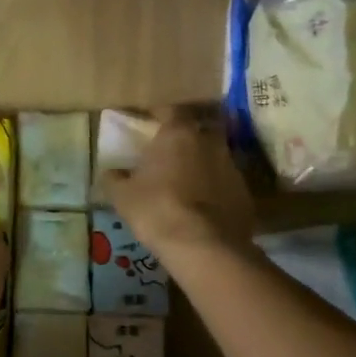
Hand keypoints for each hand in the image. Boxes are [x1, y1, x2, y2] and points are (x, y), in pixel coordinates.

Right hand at [102, 107, 255, 259]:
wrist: (203, 246)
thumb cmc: (156, 210)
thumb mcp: (122, 196)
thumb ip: (114, 179)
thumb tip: (110, 172)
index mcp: (178, 133)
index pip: (170, 110)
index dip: (159, 114)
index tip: (150, 121)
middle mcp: (209, 142)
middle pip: (199, 129)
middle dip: (187, 137)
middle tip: (171, 151)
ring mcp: (232, 167)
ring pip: (215, 156)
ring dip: (203, 163)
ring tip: (187, 181)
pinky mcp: (245, 193)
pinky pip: (226, 183)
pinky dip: (215, 188)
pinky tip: (203, 206)